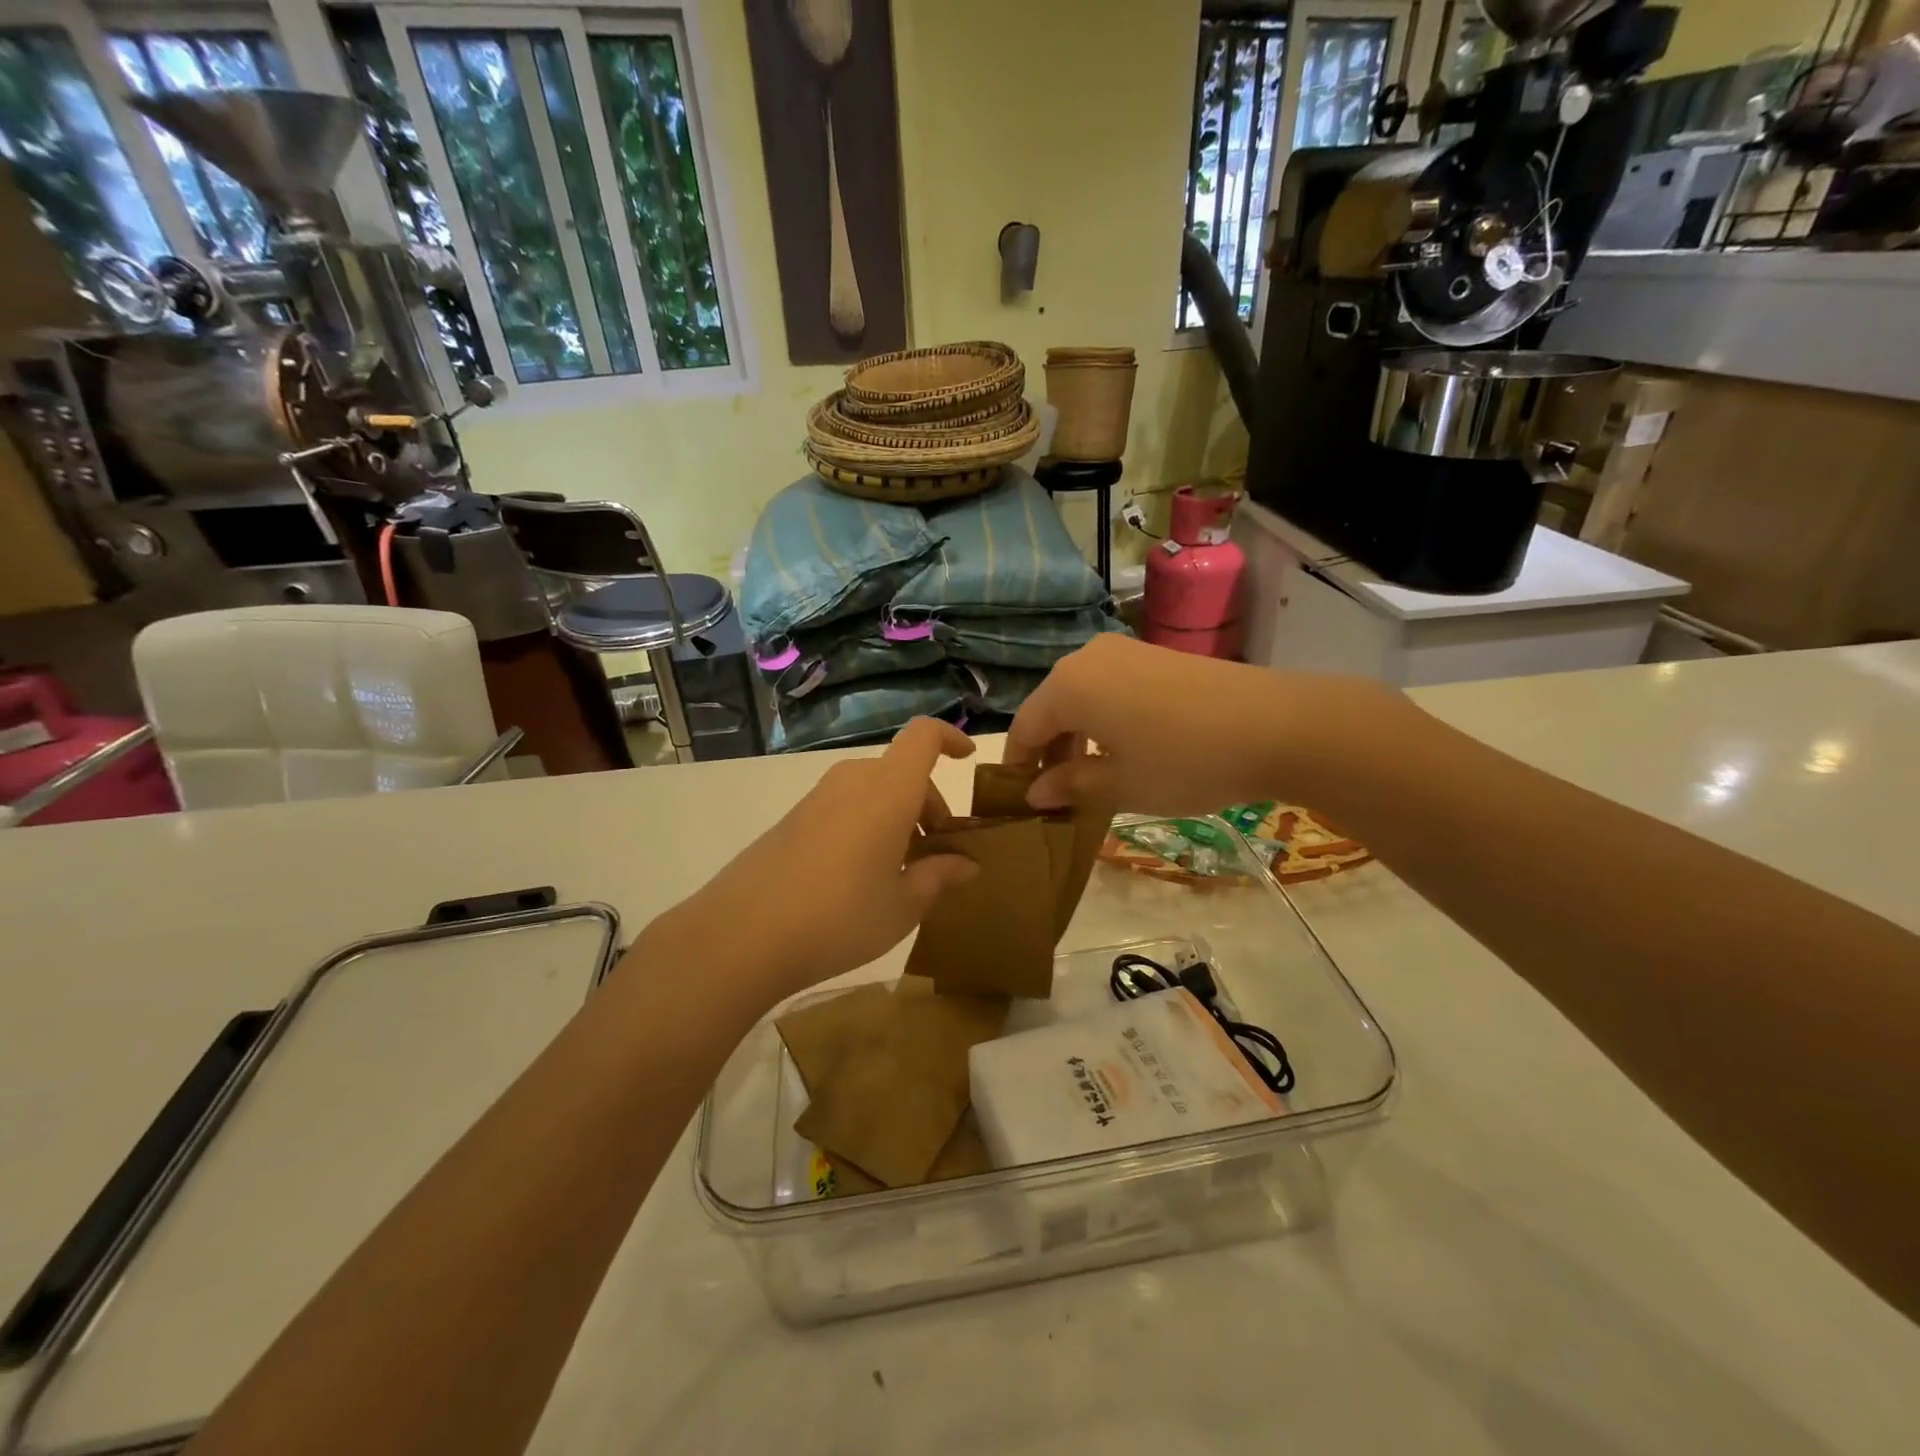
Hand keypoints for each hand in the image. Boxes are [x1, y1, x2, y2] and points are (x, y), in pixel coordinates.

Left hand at [661, 718, 980, 999]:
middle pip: (901, 771)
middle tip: (938, 853)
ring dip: (897, 816)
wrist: (741, 936)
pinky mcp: (792, 819)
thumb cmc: (839, 918)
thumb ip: (939, 876)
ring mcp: (817, 798)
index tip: (967, 760)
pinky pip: (845, 807)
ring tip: (902, 871)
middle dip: (928, 803)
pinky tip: (860, 877)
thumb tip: (966, 864)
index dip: (949, 737)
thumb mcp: (902, 906)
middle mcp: (852, 781)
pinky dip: (867, 825)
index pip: (923, 735)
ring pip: (873, 790)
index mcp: (888, 790)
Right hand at [1005, 635, 1400, 815]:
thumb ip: (1070, 785)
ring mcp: (1123, 650)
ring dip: (1077, 736)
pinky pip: (1110, 687)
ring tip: (1092, 777)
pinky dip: (1104, 719)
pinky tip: (1125, 749)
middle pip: (1051, 708)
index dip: (1018, 767)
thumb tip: (1035, 792)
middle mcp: (1086, 658)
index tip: (1020, 802)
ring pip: (1081, 697)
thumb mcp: (1120, 785)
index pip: (1024, 728)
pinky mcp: (1154, 654)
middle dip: (1049, 752)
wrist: (1275, 725)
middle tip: (1058, 797)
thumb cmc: (1183, 761)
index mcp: (1067, 686)